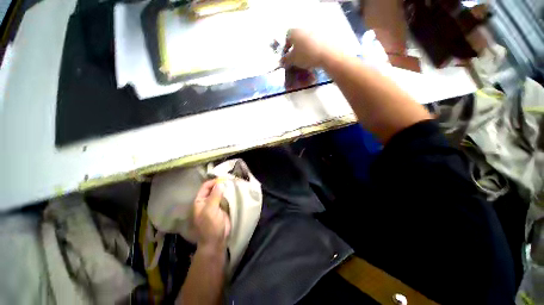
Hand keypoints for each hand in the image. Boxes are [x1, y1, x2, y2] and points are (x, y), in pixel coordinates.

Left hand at [193, 180, 230, 251]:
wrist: (216, 240)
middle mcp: (207, 200)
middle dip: (221, 184)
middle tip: (231, 180)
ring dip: (226, 188)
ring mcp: (216, 204)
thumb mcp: (210, 210)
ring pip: (221, 192)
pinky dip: (230, 193)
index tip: (224, 179)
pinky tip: (235, 190)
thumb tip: (220, 183)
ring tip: (234, 183)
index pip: (206, 187)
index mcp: (200, 201)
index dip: (213, 182)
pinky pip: (226, 197)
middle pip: (213, 188)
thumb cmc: (210, 226)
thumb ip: (214, 196)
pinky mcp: (223, 207)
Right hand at [281, 28, 330, 69]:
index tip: (287, 57)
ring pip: (306, 42)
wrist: (327, 53)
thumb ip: (286, 60)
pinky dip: (312, 51)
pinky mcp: (324, 37)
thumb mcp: (292, 60)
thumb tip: (282, 61)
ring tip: (305, 62)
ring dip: (304, 51)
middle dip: (295, 50)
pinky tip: (313, 60)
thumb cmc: (306, 55)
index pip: (287, 38)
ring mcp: (315, 32)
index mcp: (294, 32)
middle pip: (297, 39)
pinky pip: (314, 44)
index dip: (286, 48)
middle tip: (296, 60)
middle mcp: (304, 29)